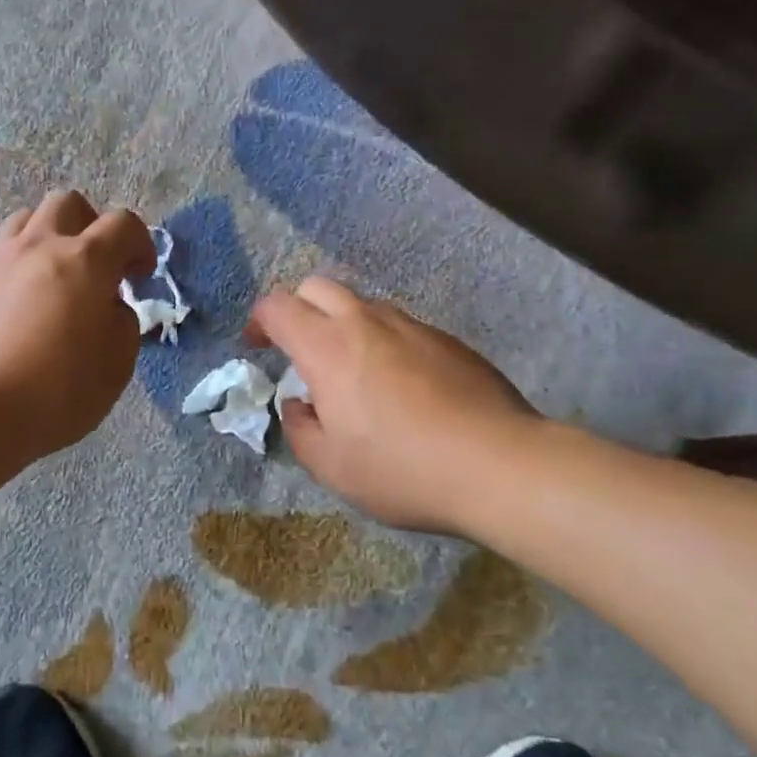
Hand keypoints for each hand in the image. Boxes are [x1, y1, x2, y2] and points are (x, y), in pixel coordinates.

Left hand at [0, 190, 155, 463]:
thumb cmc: (56, 392)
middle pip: (67, 203)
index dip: (139, 243)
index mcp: (85, 261)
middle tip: (95, 266)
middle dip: (90, 225)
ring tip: (53, 277)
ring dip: (48, 238)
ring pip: (25, 221)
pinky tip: (15, 312)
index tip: (140, 275)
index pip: (122, 223)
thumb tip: (108, 306)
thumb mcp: (116, 365)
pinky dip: (16, 272)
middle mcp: (38, 248)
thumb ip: (122, 323)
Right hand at [248, 277, 538, 532]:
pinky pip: (399, 326)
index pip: (278, 306)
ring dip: (341, 323)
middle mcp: (366, 323)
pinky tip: (399, 385)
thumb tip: (298, 406)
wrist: (500, 465)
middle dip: (296, 308)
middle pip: (317, 287)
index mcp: (327, 348)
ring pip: (362, 303)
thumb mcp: (331, 467)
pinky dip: (381, 340)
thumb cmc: (402, 469)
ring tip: (349, 369)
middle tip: (297, 348)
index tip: (256, 345)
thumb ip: (299, 430)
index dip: (258, 320)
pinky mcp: (447, 340)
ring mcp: (411, 326)